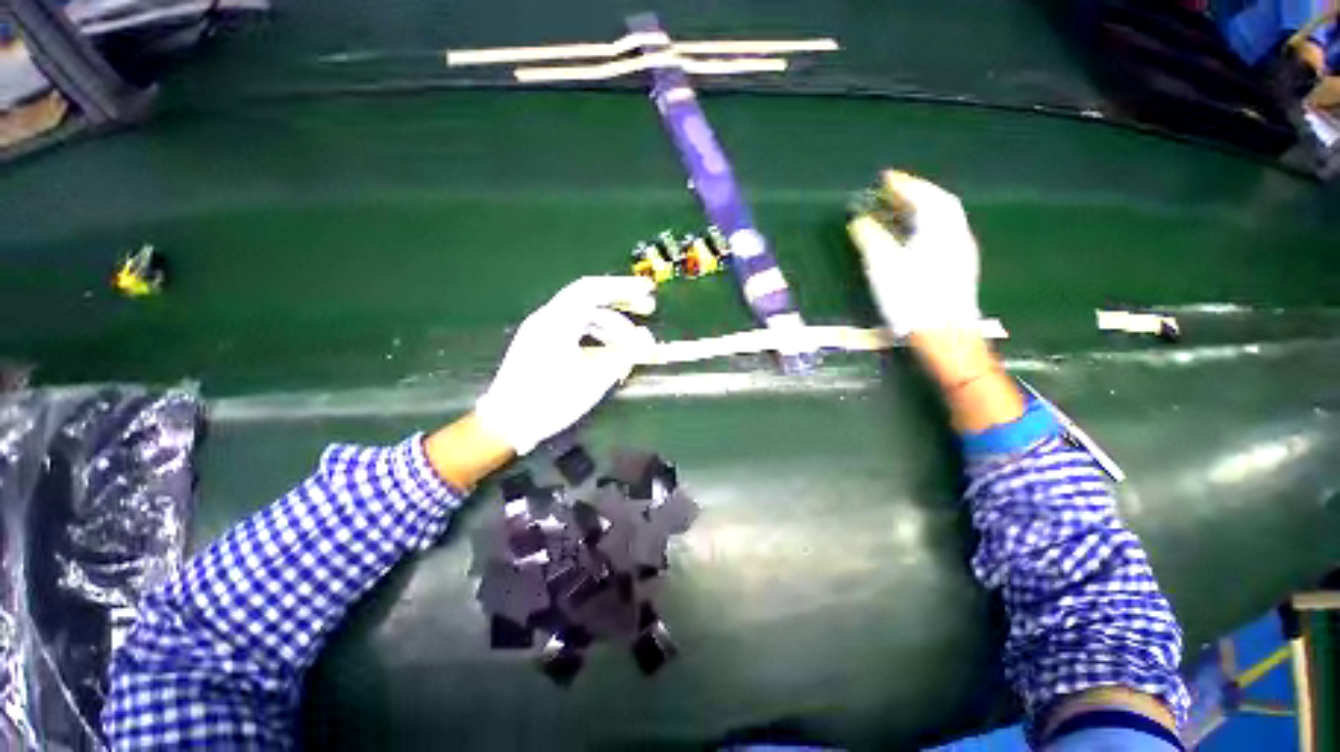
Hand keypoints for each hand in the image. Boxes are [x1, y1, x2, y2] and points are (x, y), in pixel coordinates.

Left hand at [475, 276, 655, 454]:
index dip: (624, 287)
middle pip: (589, 298)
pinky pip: (574, 329)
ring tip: (631, 344)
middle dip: (621, 303)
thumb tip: (647, 339)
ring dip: (610, 325)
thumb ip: (624, 355)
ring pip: (583, 316)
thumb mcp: (594, 378)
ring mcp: (541, 330)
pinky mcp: (540, 344)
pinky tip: (609, 352)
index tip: (648, 289)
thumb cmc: (551, 400)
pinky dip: (595, 335)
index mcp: (557, 321)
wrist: (507, 424)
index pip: (594, 289)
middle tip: (648, 309)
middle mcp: (547, 318)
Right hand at [847, 171, 980, 337]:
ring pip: (945, 218)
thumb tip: (859, 221)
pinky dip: (930, 225)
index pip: (924, 196)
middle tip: (895, 189)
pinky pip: (946, 232)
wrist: (945, 335)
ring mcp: (962, 252)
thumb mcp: (883, 268)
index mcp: (939, 229)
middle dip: (917, 192)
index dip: (904, 184)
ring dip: (925, 208)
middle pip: (940, 203)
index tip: (886, 177)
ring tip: (904, 209)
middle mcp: (956, 234)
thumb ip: (870, 240)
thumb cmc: (912, 299)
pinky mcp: (960, 268)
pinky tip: (918, 235)